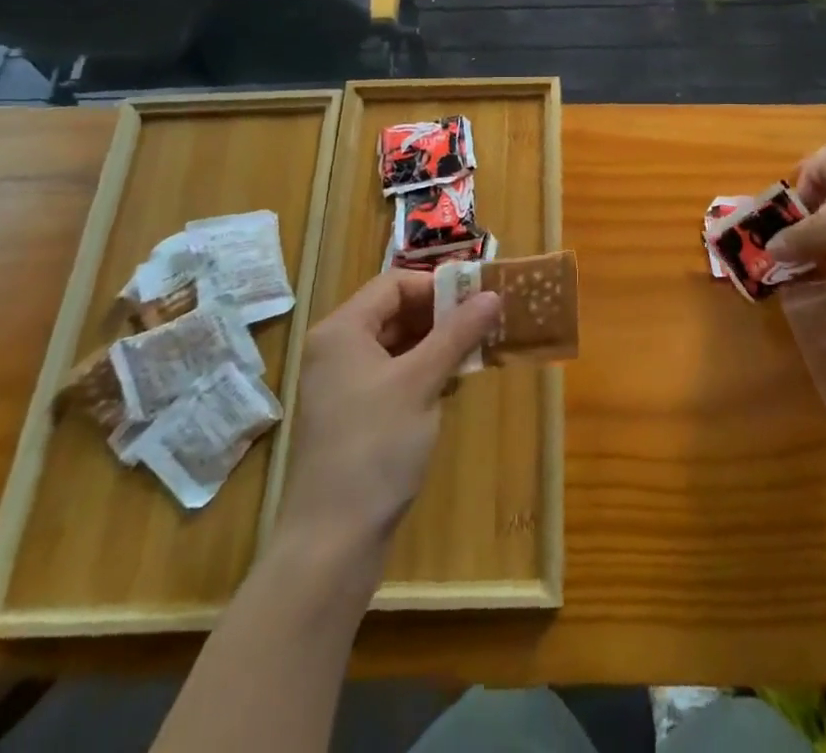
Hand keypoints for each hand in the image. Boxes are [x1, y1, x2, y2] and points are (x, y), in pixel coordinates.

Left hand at [277, 272, 499, 562]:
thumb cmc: (375, 447)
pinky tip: (453, 383)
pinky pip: (392, 375)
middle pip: (394, 311)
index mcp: (342, 330)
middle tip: (485, 322)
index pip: (394, 284)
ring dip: (437, 344)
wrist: (332, 542)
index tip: (479, 297)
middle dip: (441, 315)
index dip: (437, 285)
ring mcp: (342, 385)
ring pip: (396, 345)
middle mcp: (337, 350)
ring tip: (477, 351)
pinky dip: (423, 371)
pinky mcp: (353, 415)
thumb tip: (492, 294)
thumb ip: (457, 333)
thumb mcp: (422, 382)